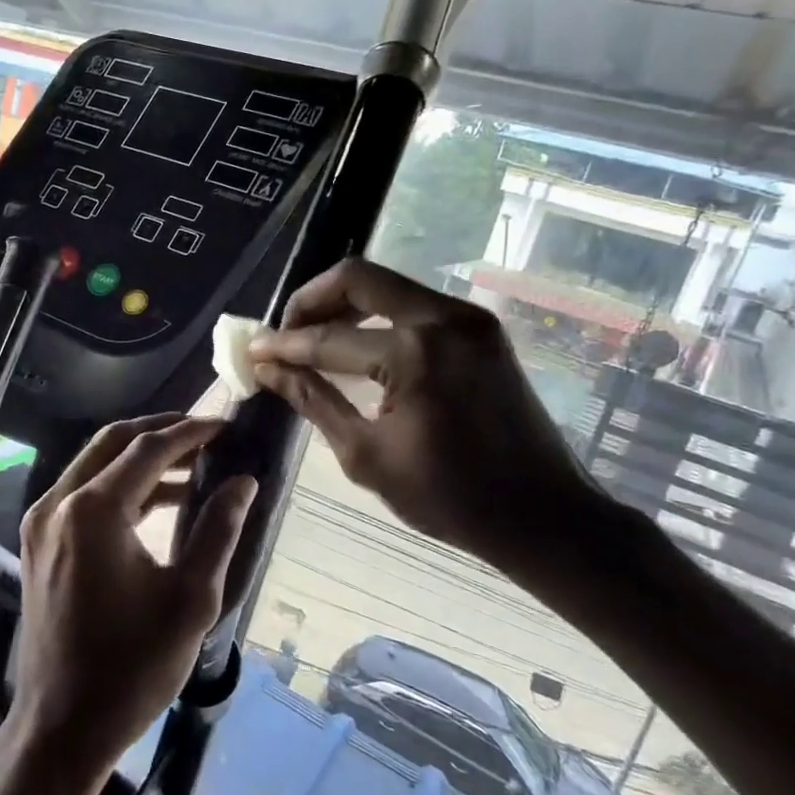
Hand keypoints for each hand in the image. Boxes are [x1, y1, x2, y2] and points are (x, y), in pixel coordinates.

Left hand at [8, 415, 256, 788]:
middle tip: (207, 431)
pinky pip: (83, 492)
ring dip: (141, 457)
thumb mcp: (190, 599)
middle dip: (161, 431)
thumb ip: (218, 530)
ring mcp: (42, 521)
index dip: (191, 433)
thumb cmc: (132, 667)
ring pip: (95, 463)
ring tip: (194, 463)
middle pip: (113, 442)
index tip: (227, 425)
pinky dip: (120, 485)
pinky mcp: (39, 541)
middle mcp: (58, 503)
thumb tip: (243, 482)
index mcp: (92, 511)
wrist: (61, 724)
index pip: (148, 449)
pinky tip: (159, 500)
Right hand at [248, 258, 608, 587]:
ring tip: (313, 339)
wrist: (542, 515)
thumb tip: (267, 369)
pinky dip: (379, 318)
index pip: (328, 339)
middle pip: (358, 279)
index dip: (283, 346)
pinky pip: (415, 306)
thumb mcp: (365, 454)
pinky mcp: (482, 330)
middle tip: (284, 332)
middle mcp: (444, 318)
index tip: (252, 352)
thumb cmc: (448, 497)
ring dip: (345, 306)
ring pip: (388, 287)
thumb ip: (312, 400)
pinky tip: (358, 347)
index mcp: (414, 353)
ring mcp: (469, 319)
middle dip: (311, 301)